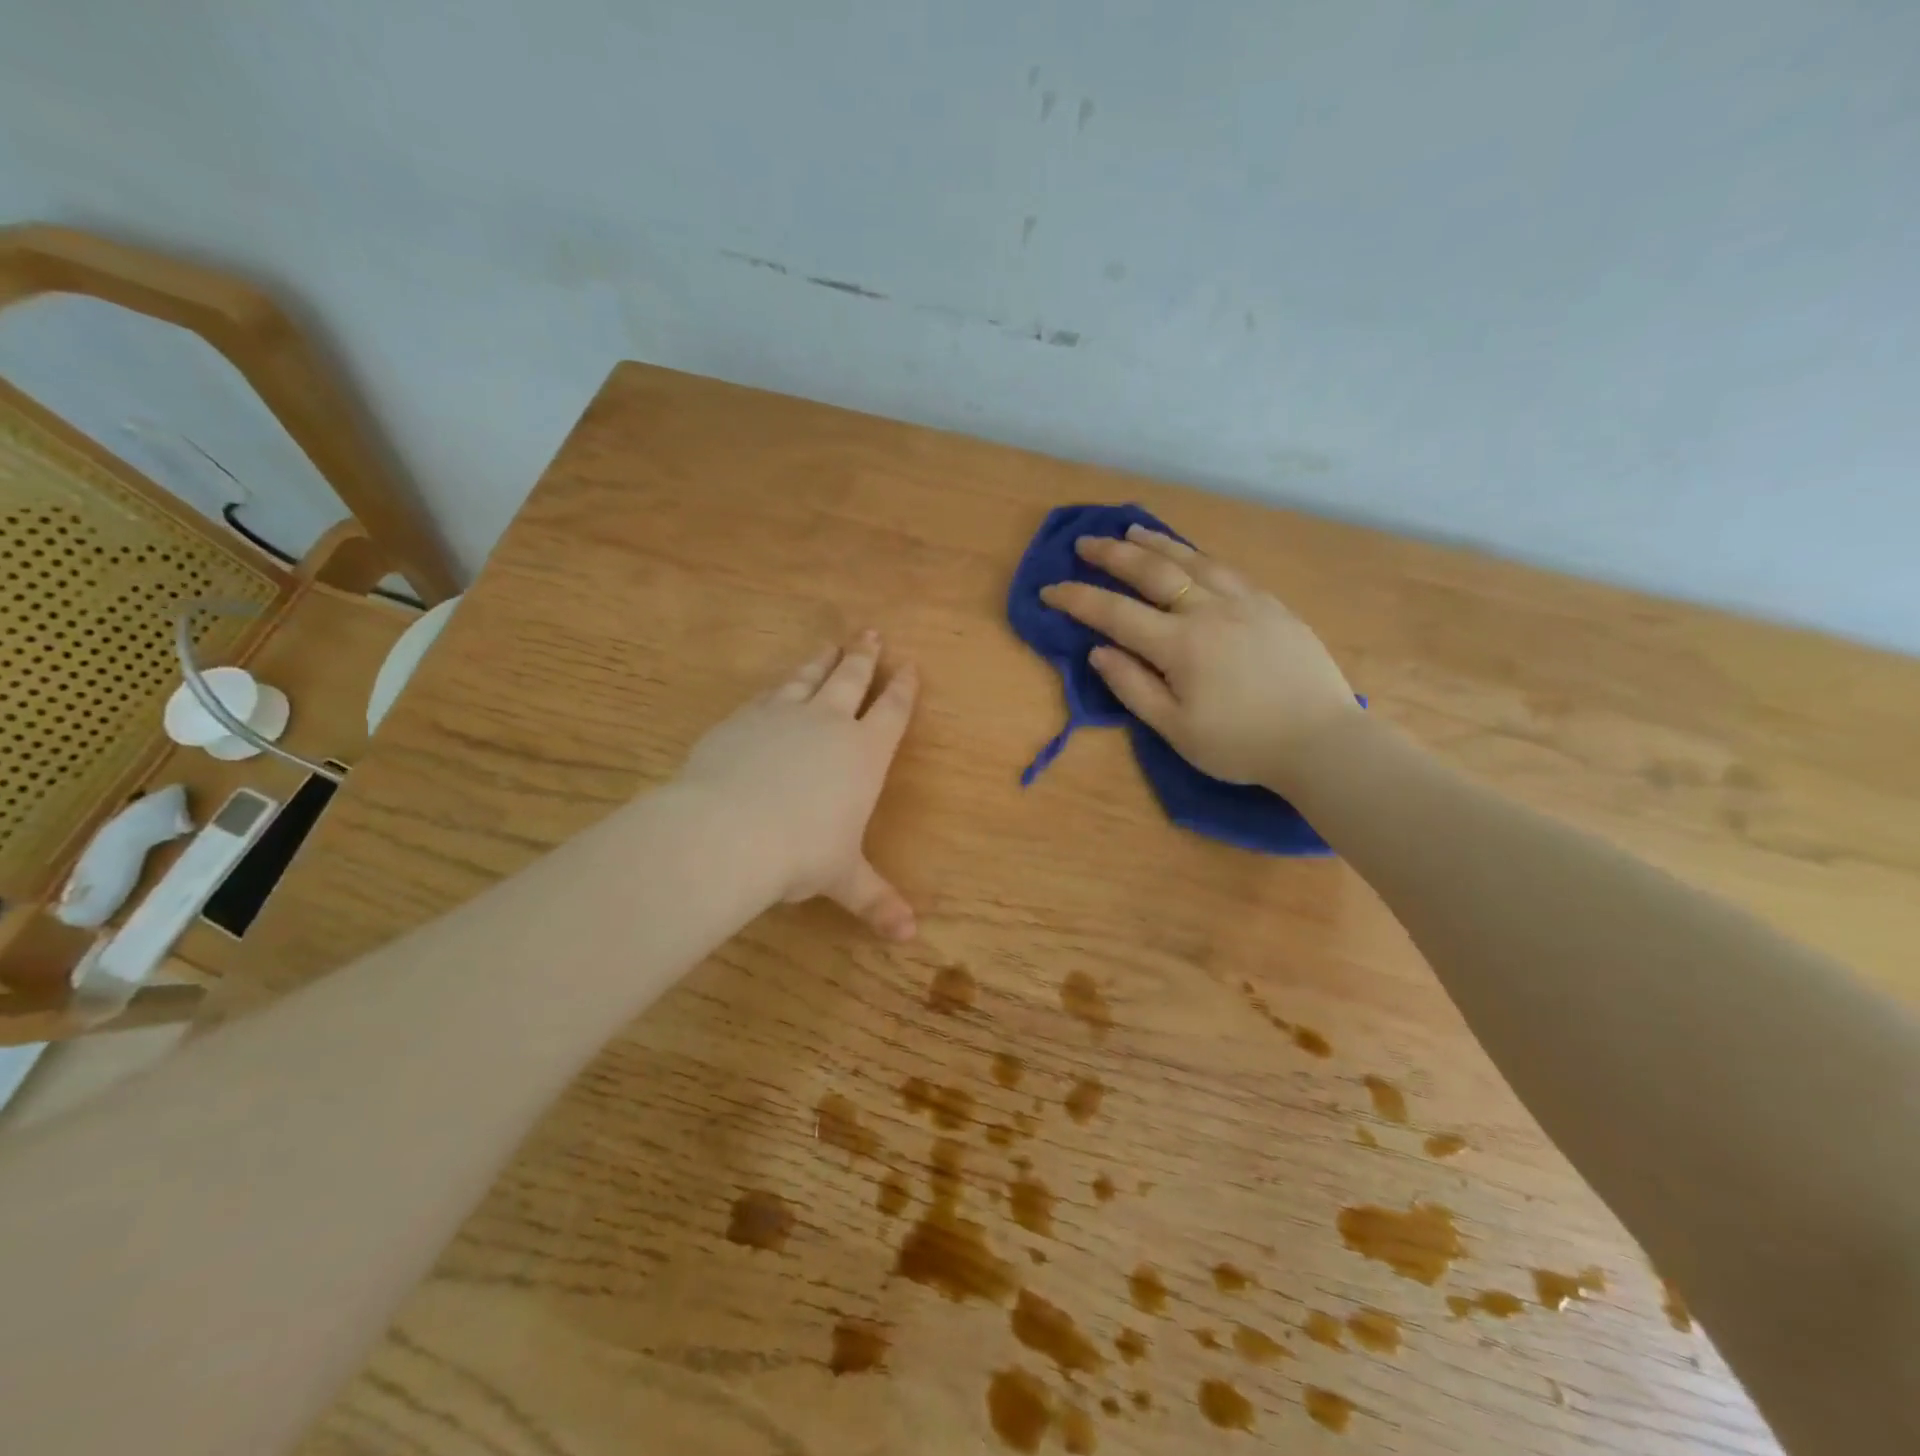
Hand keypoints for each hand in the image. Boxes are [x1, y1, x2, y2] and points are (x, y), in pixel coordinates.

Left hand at [677, 631, 918, 939]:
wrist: (728, 830)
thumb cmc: (800, 853)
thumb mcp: (842, 878)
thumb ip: (875, 900)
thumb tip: (910, 937)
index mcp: (864, 754)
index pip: (892, 711)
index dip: (903, 689)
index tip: (909, 666)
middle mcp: (829, 723)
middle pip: (852, 679)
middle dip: (864, 656)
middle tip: (871, 633)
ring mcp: (783, 715)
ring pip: (809, 677)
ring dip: (823, 660)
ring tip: (830, 645)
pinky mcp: (743, 718)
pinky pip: (768, 693)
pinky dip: (780, 685)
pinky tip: (777, 685)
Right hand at [1039, 525, 1359, 789]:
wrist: (1321, 740)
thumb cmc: (1240, 744)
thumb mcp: (1175, 729)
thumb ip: (1133, 687)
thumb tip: (1099, 652)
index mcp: (1179, 644)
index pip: (1115, 613)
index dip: (1077, 599)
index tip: (1049, 589)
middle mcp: (1208, 610)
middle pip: (1152, 571)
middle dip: (1112, 555)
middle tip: (1085, 543)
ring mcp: (1244, 602)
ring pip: (1192, 560)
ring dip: (1156, 544)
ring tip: (1132, 531)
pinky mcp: (1271, 605)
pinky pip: (1226, 568)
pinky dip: (1198, 554)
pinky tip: (1190, 554)